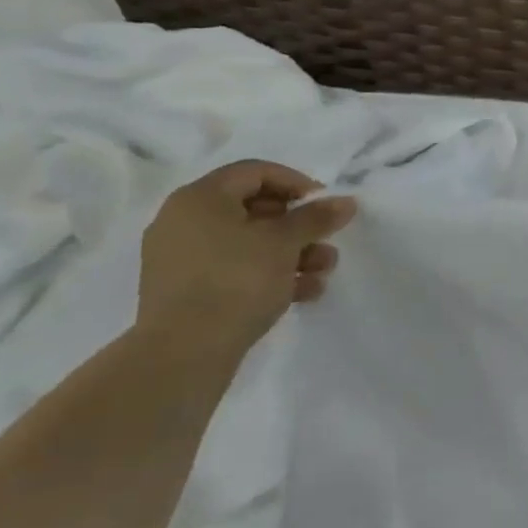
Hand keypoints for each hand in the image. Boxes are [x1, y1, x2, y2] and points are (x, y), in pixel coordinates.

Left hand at [137, 160, 357, 358]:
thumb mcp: (285, 243)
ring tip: (323, 271)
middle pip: (254, 209)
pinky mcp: (187, 292)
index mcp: (200, 199)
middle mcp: (184, 222)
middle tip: (326, 239)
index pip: (255, 172)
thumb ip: (317, 217)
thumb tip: (346, 201)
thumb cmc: (236, 281)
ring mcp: (182, 259)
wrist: (184, 355)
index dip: (296, 182)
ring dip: (292, 253)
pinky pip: (235, 270)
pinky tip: (304, 293)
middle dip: (299, 225)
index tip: (325, 204)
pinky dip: (269, 275)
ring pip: (248, 243)